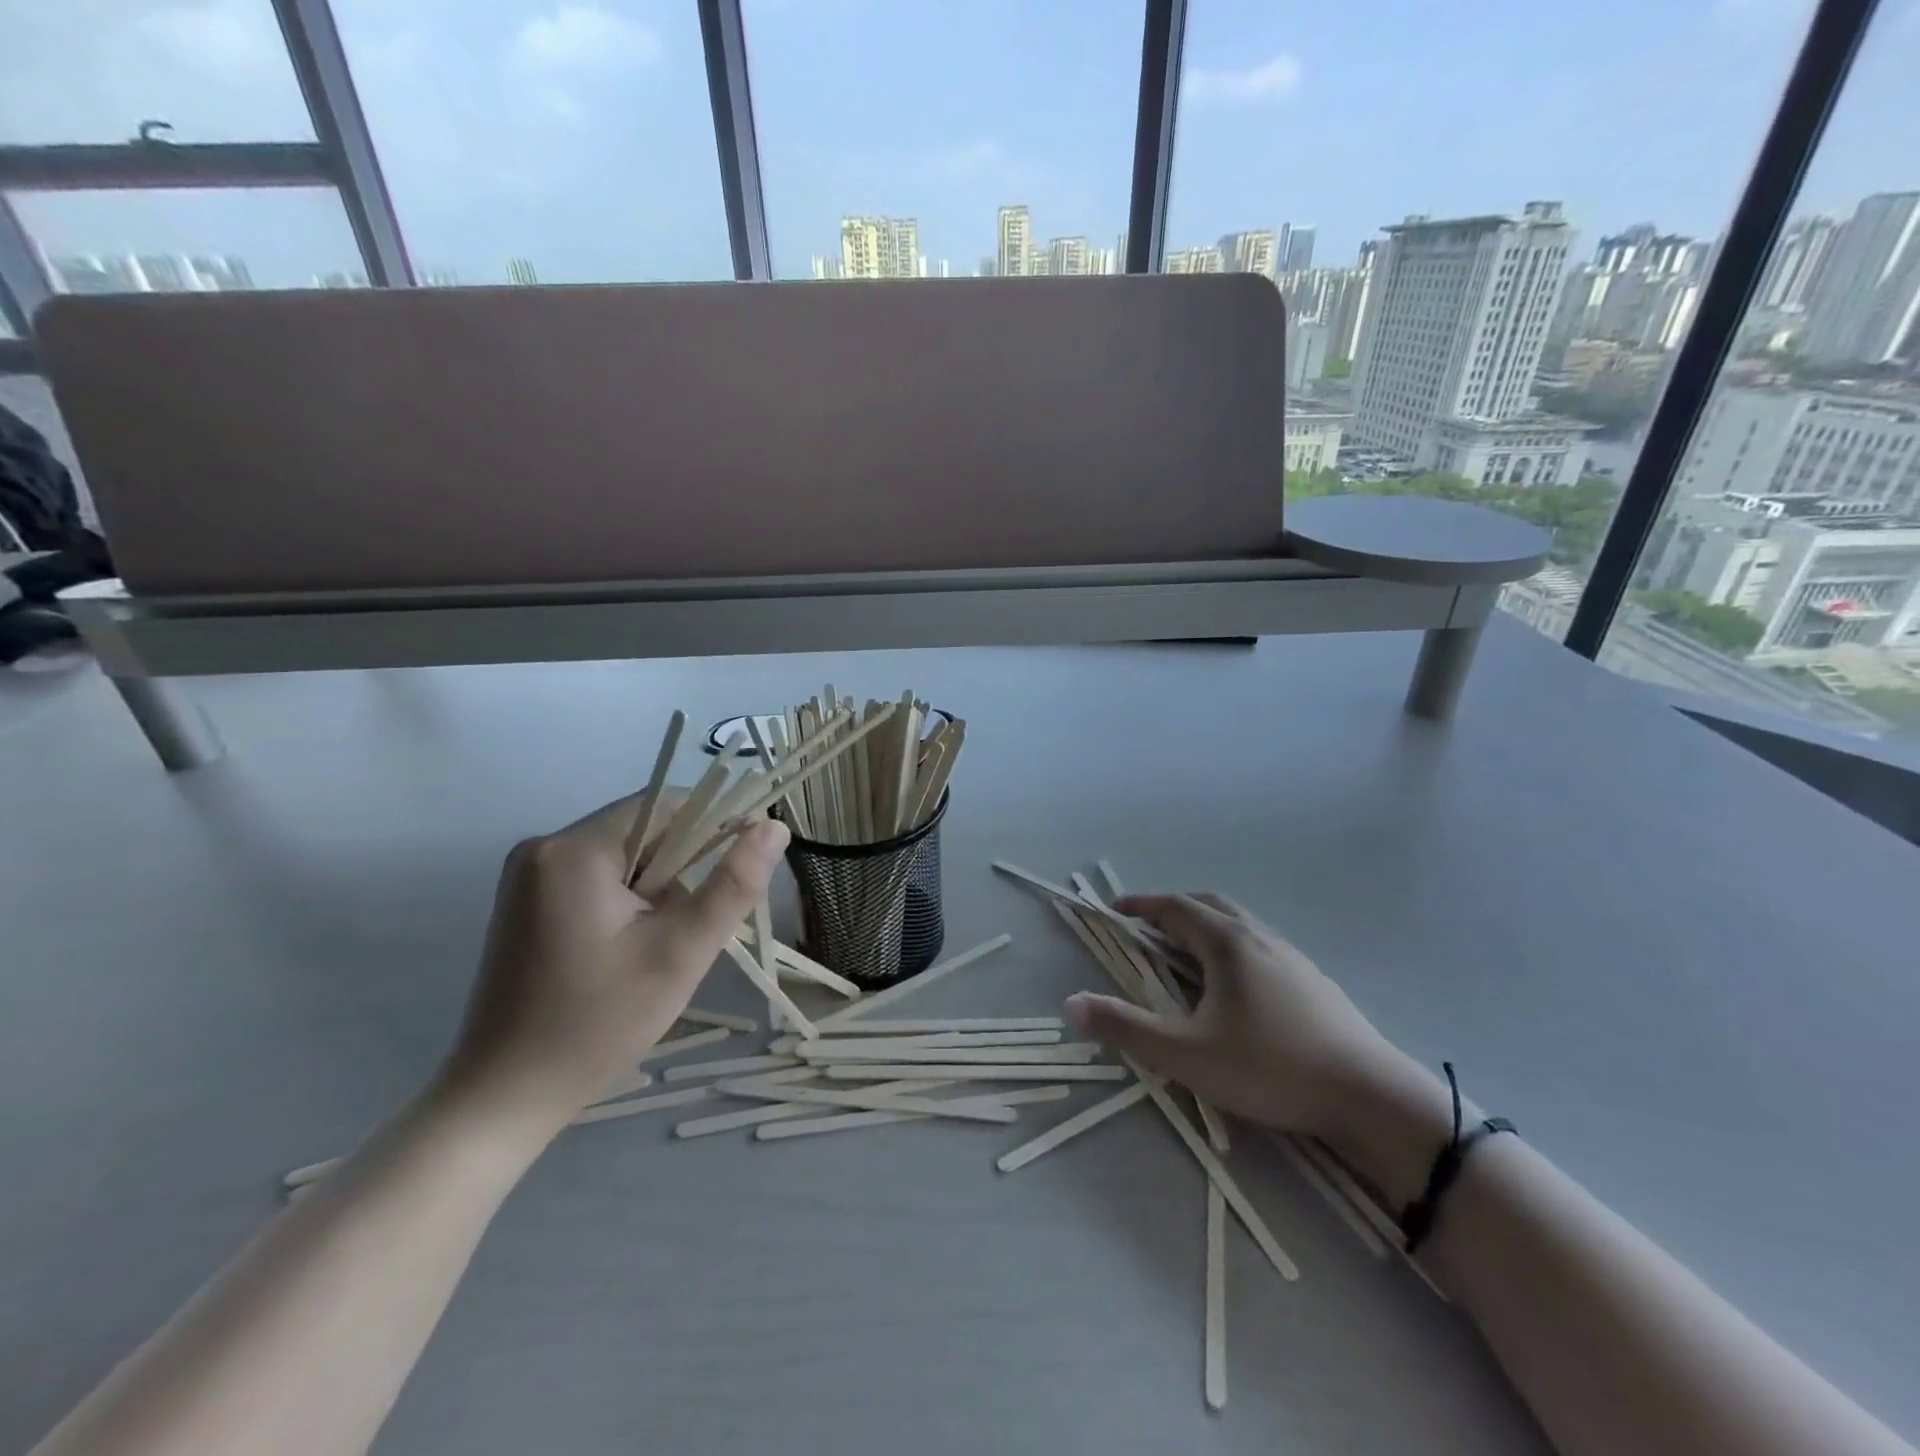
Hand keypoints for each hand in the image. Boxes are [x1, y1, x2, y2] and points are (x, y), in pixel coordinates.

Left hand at [434, 791, 788, 1136]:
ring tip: (656, 951)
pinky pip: (598, 878)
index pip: (667, 806)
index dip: (715, 828)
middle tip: (689, 932)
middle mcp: (544, 847)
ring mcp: (528, 875)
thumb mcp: (680, 952)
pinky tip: (627, 951)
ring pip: (625, 857)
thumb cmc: (598, 1023)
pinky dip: (628, 902)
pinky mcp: (525, 901)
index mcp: (575, 850)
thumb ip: (733, 885)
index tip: (741, 873)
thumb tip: (774, 826)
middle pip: (644, 832)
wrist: (503, 1097)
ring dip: (657, 890)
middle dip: (681, 872)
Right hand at [1063, 893, 1400, 1140]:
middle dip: (1174, 910)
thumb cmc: (1270, 1067)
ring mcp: (1292, 958)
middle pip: (1210, 906)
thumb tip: (1071, 1005)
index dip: (1143, 905)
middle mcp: (1260, 938)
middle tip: (1148, 927)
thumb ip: (1126, 1029)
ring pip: (1240, 926)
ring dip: (1206, 928)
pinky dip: (1232, 948)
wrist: (1370, 1097)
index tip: (1115, 909)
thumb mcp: (1187, 1055)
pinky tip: (1236, 989)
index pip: (1176, 908)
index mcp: (1228, 943)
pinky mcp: (1314, 983)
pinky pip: (1261, 947)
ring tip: (1186, 956)